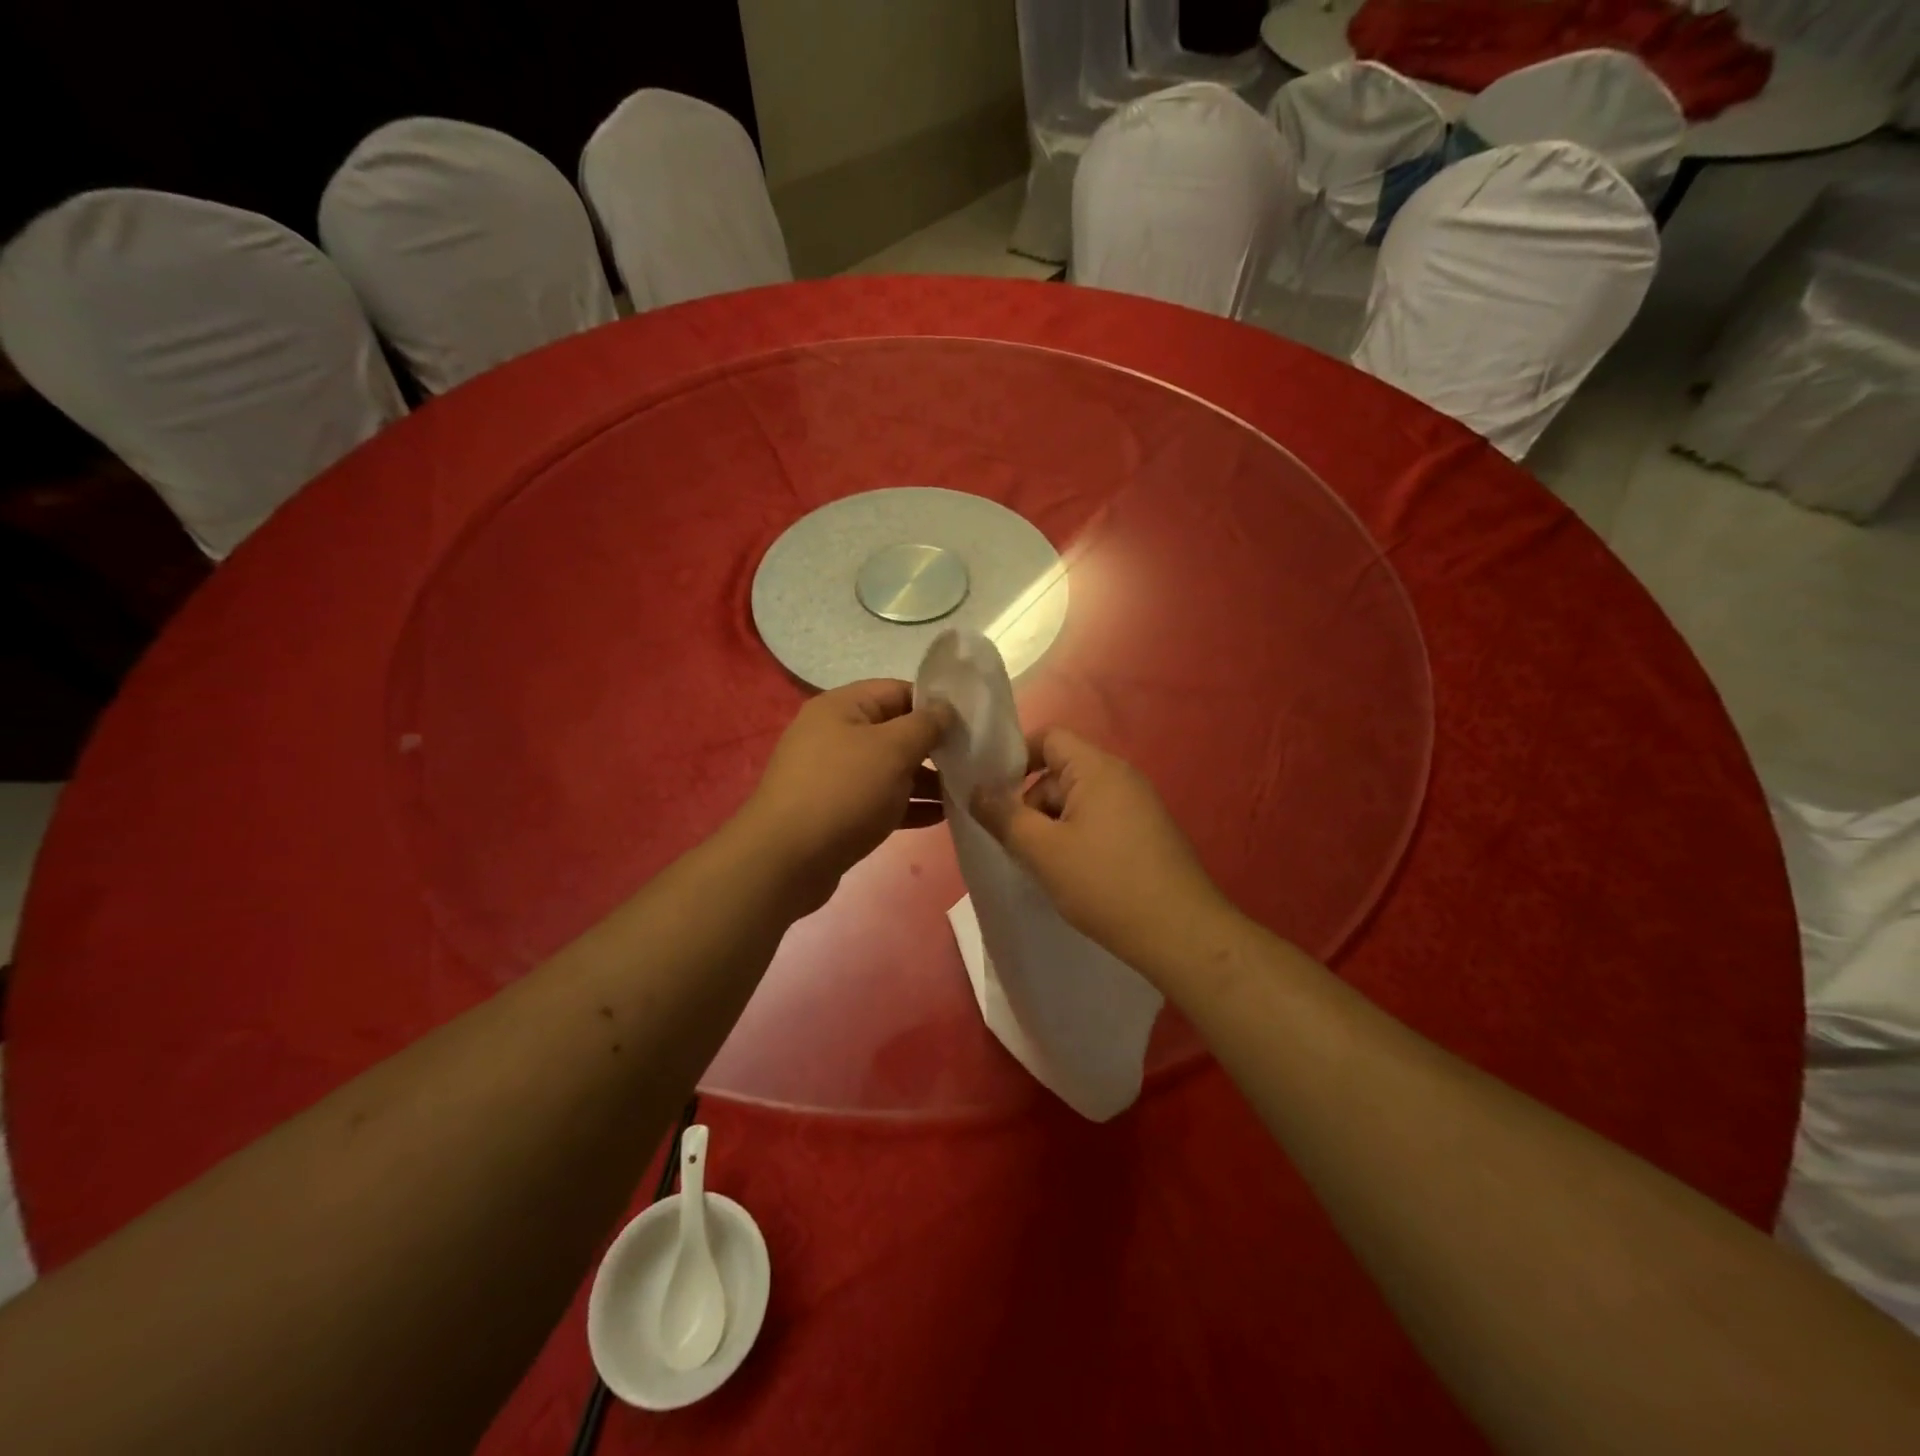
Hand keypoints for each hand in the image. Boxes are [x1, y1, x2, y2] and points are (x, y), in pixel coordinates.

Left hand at [736, 680, 948, 909]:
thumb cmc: (843, 791)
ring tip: (964, 792)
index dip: (935, 705)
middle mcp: (834, 735)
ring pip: (889, 769)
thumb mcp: (892, 749)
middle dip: (933, 746)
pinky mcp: (836, 811)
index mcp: (841, 707)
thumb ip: (926, 725)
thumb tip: (947, 710)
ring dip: (925, 780)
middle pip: (894, 731)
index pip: (898, 691)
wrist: (786, 861)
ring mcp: (834, 775)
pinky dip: (908, 805)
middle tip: (972, 761)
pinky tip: (941, 817)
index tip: (970, 725)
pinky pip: (879, 800)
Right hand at [970, 728, 1232, 973]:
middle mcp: (1121, 777)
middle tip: (1012, 844)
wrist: (1182, 934)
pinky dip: (1076, 840)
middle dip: (1030, 804)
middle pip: (1060, 773)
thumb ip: (1004, 816)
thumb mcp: (1043, 851)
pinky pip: (1098, 823)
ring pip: (1077, 803)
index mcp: (1097, 769)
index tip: (991, 793)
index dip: (1015, 757)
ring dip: (1051, 828)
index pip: (1048, 738)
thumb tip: (976, 790)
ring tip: (1040, 867)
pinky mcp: (1146, 835)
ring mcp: (1138, 807)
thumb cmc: (1106, 884)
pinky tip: (1070, 876)